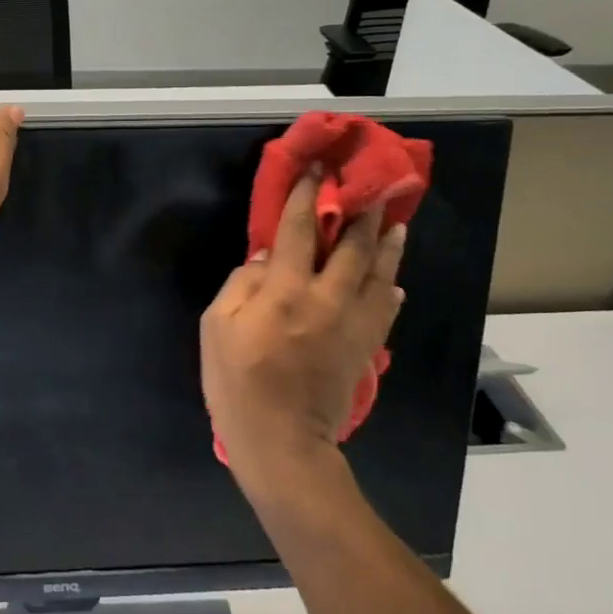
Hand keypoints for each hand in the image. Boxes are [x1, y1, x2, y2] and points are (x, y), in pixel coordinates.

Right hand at [200, 168, 406, 484]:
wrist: (282, 444)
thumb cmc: (237, 384)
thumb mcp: (216, 329)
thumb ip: (240, 286)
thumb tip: (267, 258)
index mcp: (285, 292)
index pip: (299, 231)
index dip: (307, 196)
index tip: (317, 168)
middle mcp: (327, 300)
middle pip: (352, 246)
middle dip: (360, 212)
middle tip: (370, 186)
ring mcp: (352, 325)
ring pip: (379, 274)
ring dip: (387, 245)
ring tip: (395, 222)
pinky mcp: (364, 348)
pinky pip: (385, 311)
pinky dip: (392, 291)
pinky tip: (395, 283)